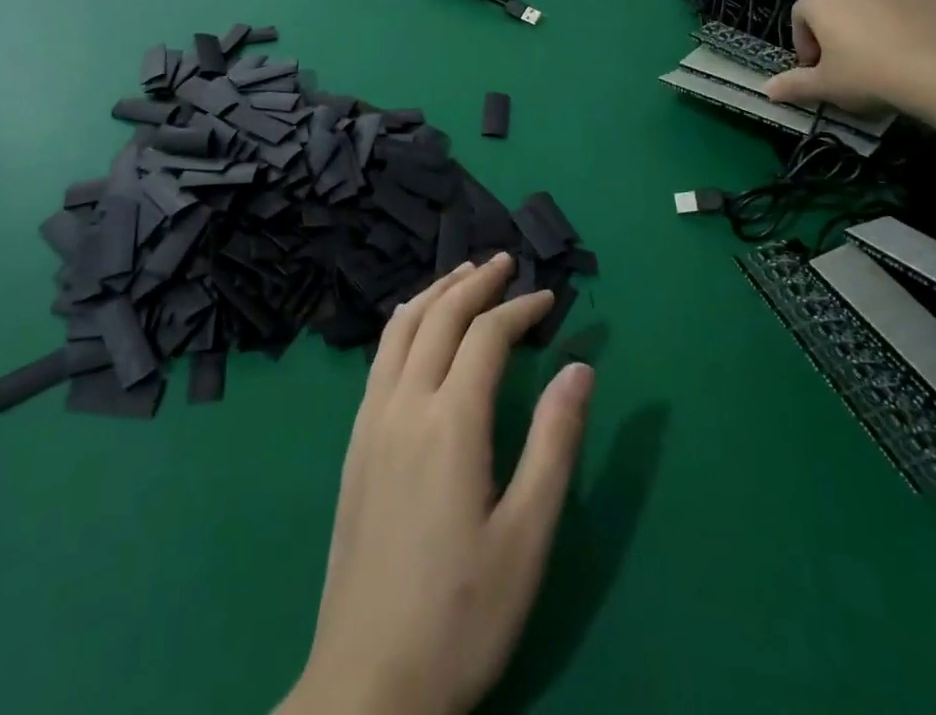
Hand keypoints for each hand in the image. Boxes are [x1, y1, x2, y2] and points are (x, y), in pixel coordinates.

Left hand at [280, 254, 594, 714]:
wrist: (367, 684)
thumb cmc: (461, 615)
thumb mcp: (527, 537)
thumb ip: (555, 443)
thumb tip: (580, 366)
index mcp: (449, 422)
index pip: (486, 336)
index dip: (520, 308)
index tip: (548, 297)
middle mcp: (404, 404)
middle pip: (439, 316)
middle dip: (474, 281)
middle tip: (504, 262)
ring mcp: (371, 421)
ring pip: (401, 328)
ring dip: (435, 292)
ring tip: (462, 276)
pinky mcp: (355, 443)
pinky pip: (381, 356)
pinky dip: (406, 322)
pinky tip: (417, 329)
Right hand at [763, 0, 935, 117]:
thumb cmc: (869, 76)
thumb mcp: (826, 87)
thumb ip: (794, 86)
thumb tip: (766, 90)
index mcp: (825, 4)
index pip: (799, 14)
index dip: (802, 42)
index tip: (815, 69)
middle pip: (837, 9)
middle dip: (838, 35)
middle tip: (848, 69)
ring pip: (876, 10)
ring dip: (873, 32)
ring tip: (886, 66)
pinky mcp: (935, 2)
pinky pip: (911, 15)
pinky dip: (908, 31)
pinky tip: (917, 60)